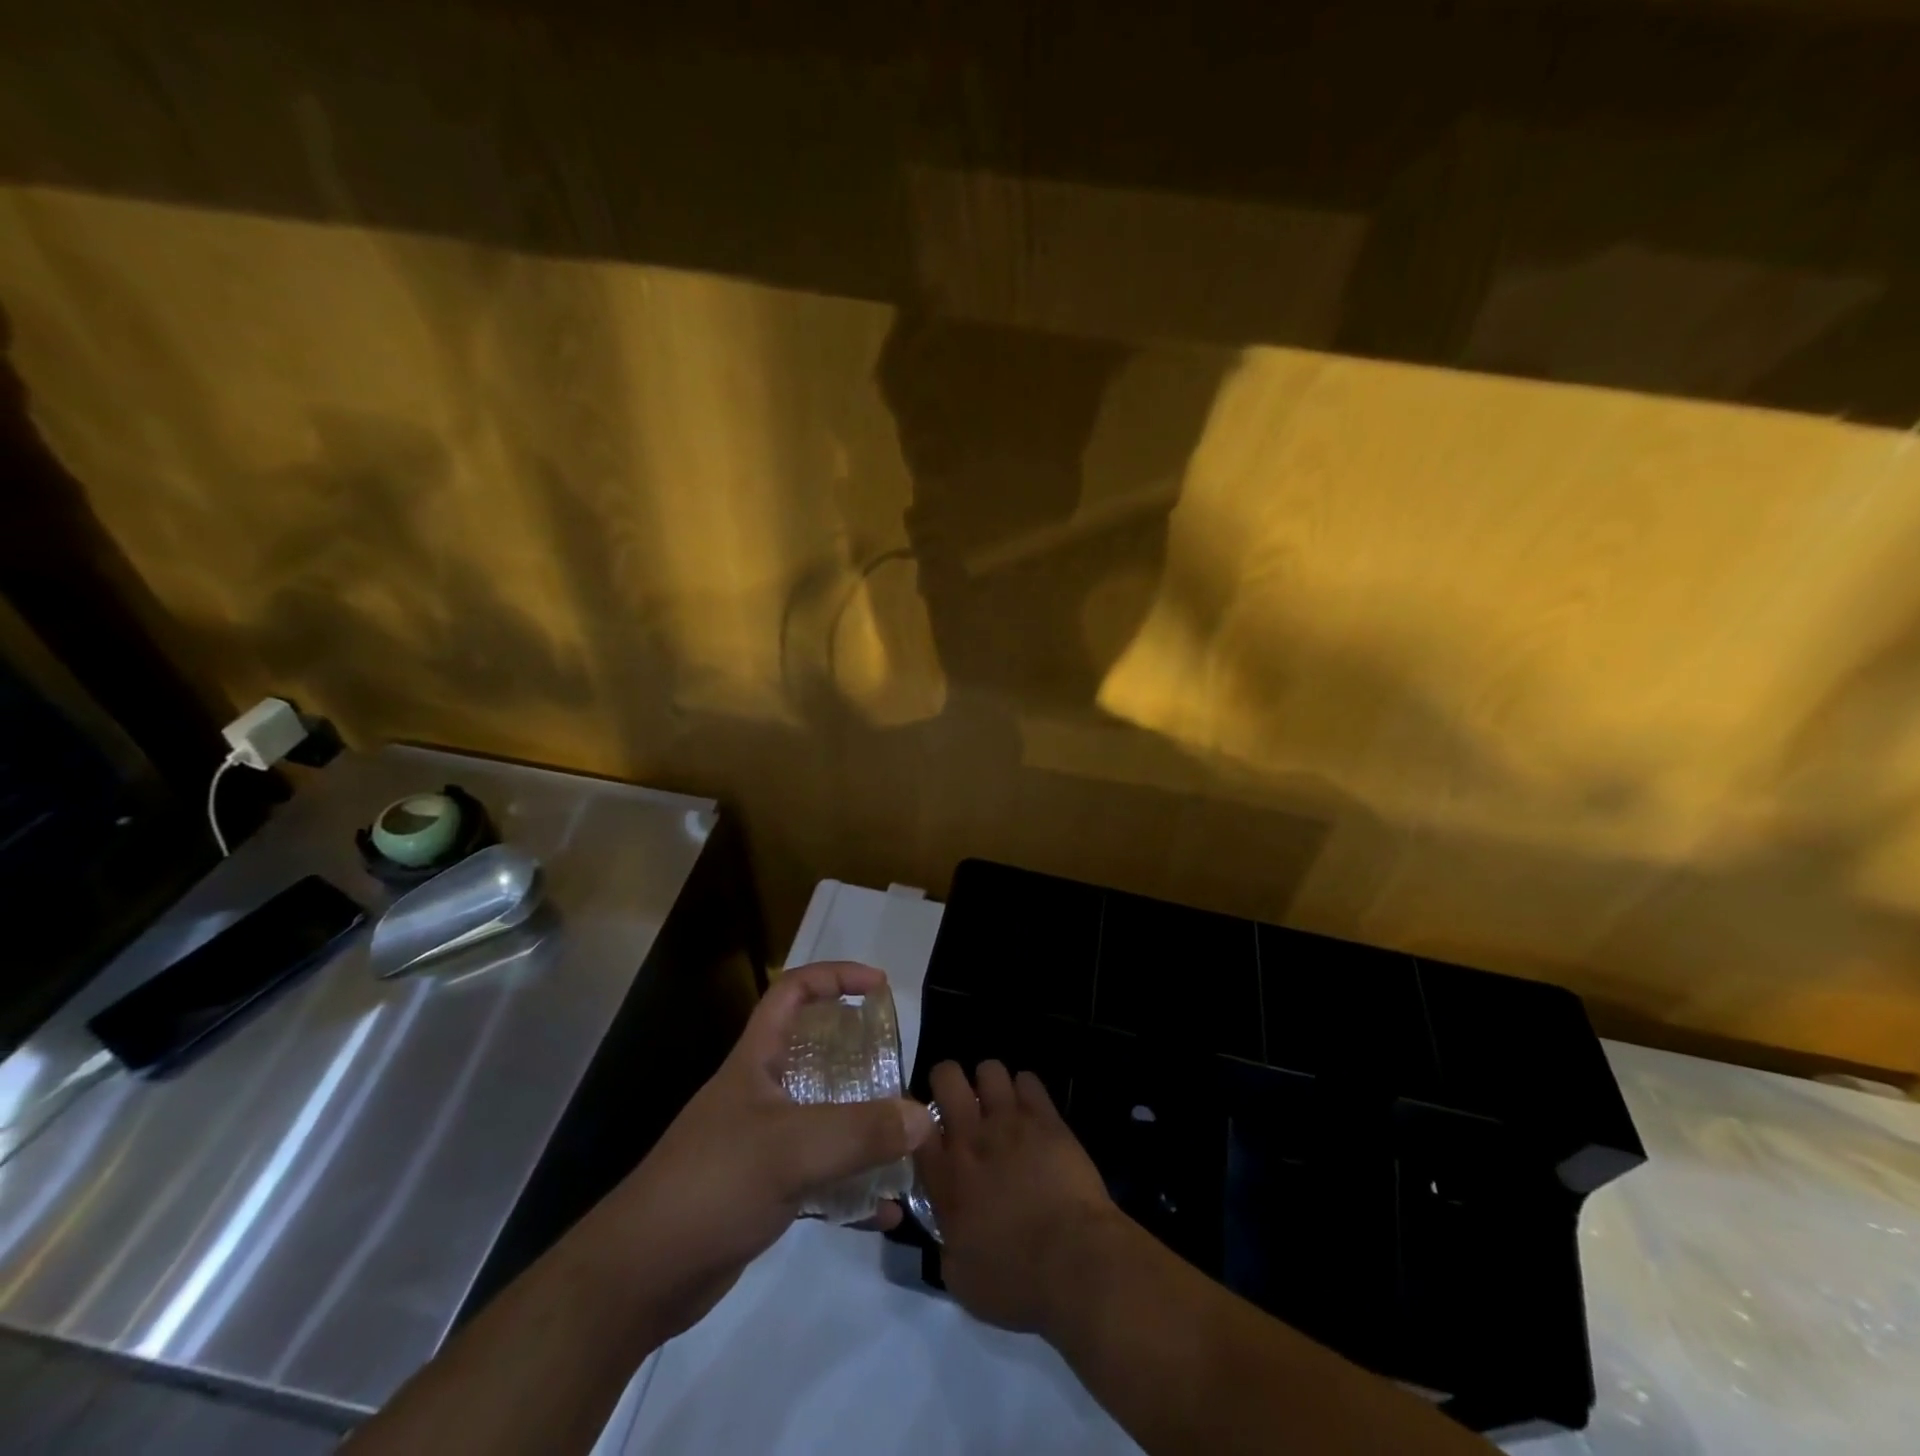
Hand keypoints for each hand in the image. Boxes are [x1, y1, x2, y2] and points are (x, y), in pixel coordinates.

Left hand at [595, 962, 934, 1338]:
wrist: (640, 1278)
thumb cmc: (712, 1186)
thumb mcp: (790, 1150)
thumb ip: (860, 1131)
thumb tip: (924, 1116)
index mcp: (757, 1061)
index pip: (793, 991)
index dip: (835, 977)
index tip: (879, 986)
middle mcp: (761, 1093)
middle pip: (816, 1053)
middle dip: (860, 1055)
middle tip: (899, 1068)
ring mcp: (762, 1143)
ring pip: (824, 1117)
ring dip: (863, 1126)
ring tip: (905, 1138)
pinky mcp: (765, 1191)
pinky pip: (821, 1176)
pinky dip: (853, 1187)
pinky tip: (885, 1209)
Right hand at [915, 1059, 1123, 1334]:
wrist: (1074, 1263)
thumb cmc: (1015, 1282)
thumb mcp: (960, 1277)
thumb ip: (946, 1240)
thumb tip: (949, 1225)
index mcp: (944, 1177)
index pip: (914, 1124)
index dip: (917, 1118)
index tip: (925, 1127)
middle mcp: (970, 1138)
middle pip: (947, 1076)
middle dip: (949, 1081)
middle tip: (959, 1103)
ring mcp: (1010, 1121)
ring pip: (990, 1069)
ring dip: (990, 1084)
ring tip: (998, 1105)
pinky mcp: (1046, 1118)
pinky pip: (1029, 1080)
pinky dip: (1026, 1090)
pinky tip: (1030, 1111)